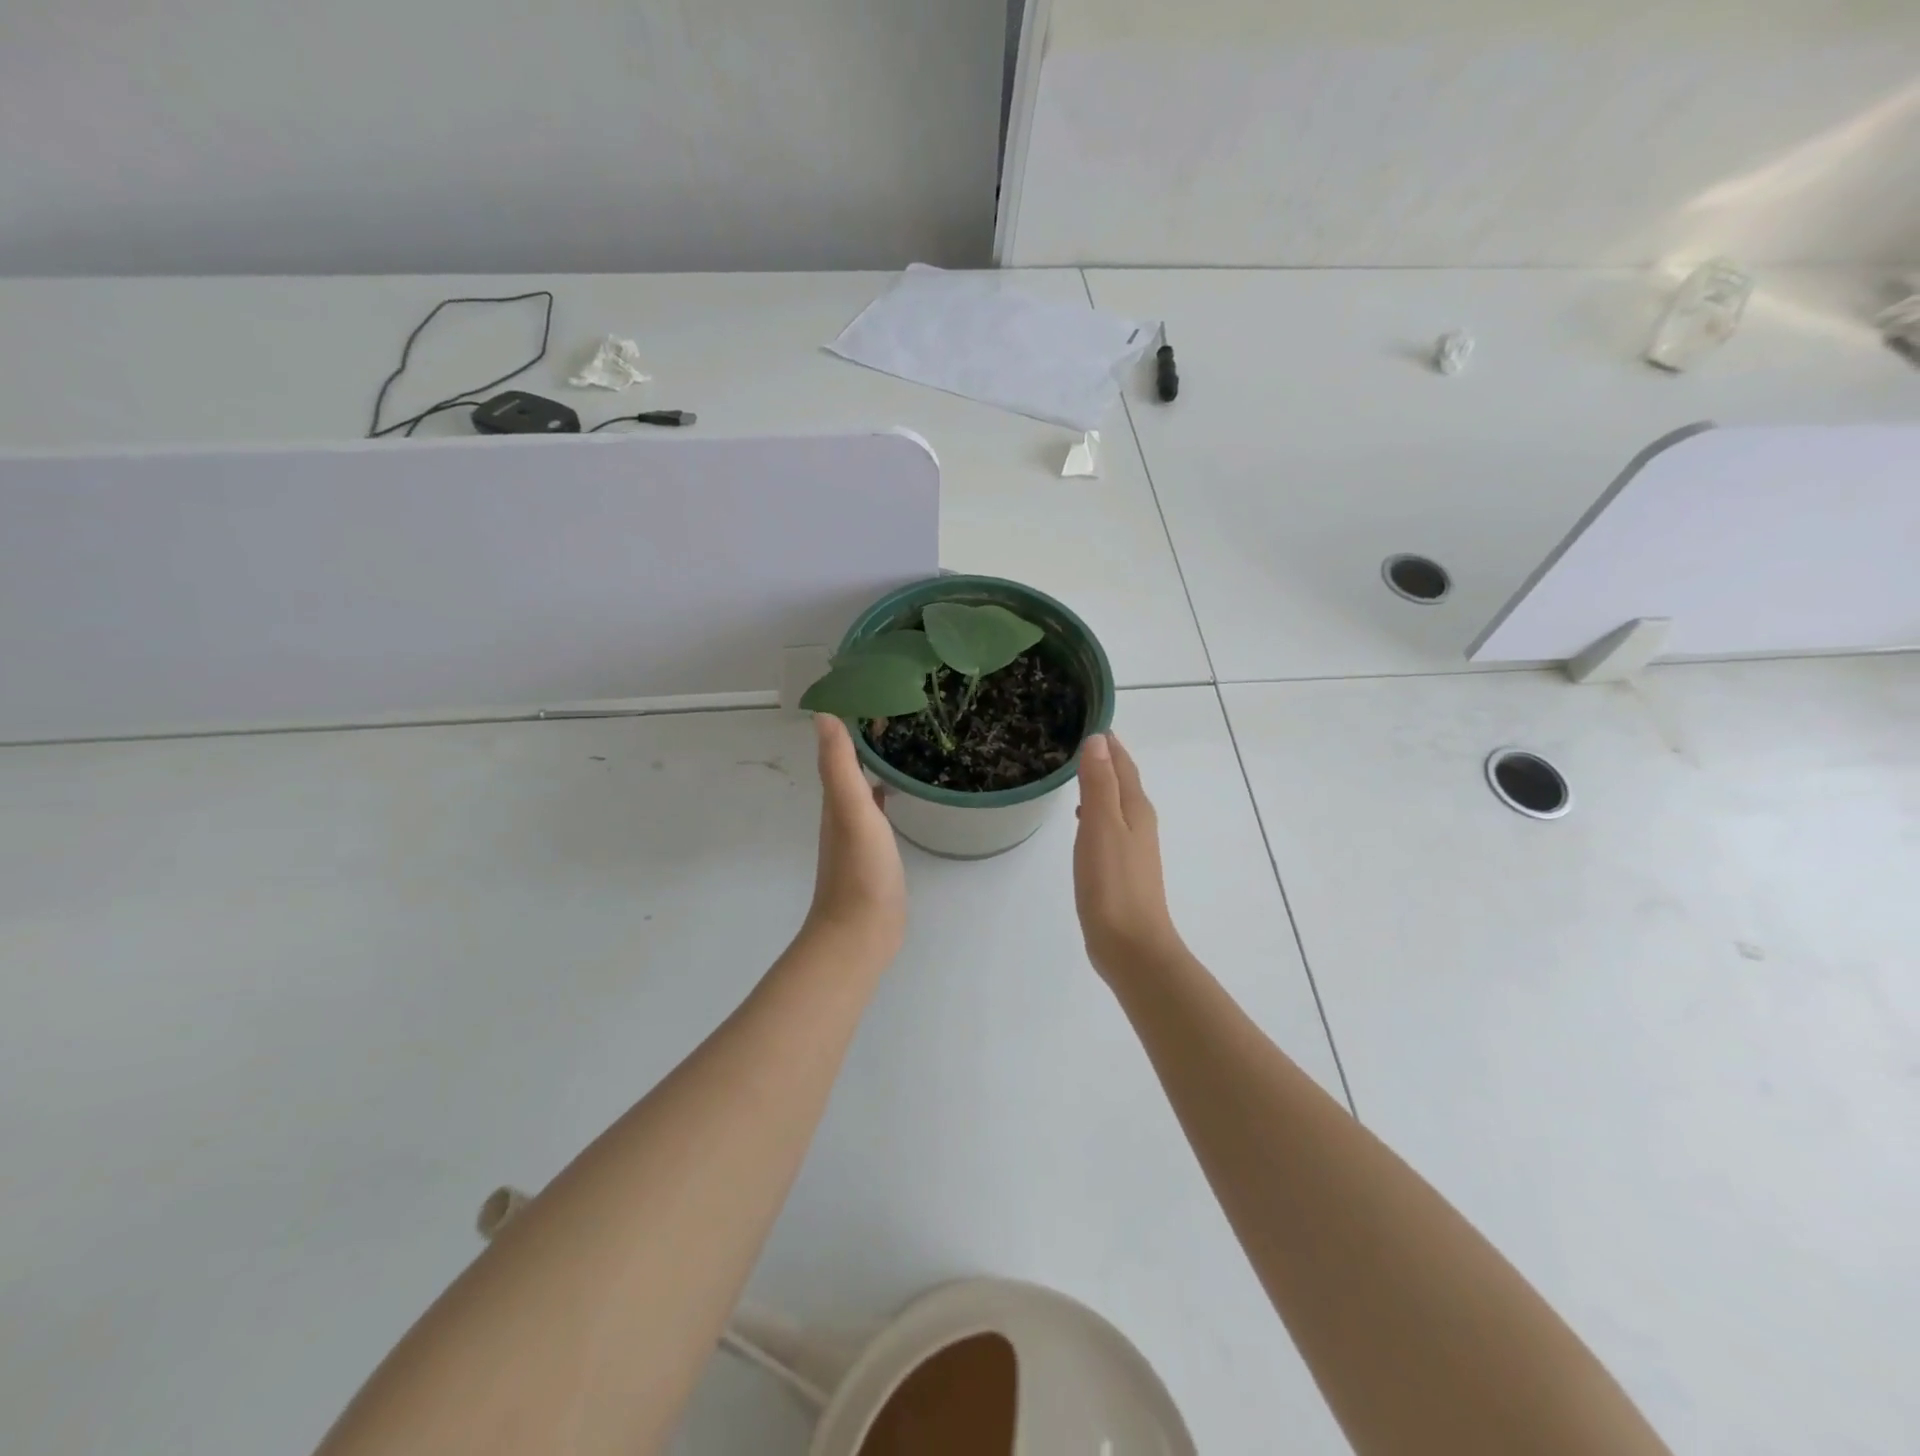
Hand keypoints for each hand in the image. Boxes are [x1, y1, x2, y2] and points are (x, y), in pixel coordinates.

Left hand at [803, 714, 906, 960]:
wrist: (861, 933)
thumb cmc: (860, 871)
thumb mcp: (851, 812)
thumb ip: (839, 765)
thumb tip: (823, 714)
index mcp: (836, 800)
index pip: (841, 750)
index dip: (854, 723)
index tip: (878, 695)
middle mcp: (842, 812)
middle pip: (851, 765)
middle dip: (869, 738)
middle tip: (900, 711)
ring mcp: (858, 835)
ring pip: (864, 787)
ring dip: (877, 764)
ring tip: (904, 742)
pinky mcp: (875, 853)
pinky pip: (878, 812)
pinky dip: (885, 793)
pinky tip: (900, 791)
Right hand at [1074, 733, 1184, 982]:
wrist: (1131, 945)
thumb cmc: (1112, 883)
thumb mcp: (1101, 826)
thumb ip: (1099, 784)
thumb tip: (1099, 740)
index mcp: (1136, 809)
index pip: (1123, 765)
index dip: (1109, 743)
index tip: (1090, 719)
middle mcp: (1140, 823)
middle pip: (1123, 781)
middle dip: (1104, 760)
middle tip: (1076, 741)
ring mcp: (1133, 848)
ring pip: (1116, 804)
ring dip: (1100, 786)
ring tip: (1076, 773)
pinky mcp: (1122, 869)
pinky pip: (1109, 827)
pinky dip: (1096, 813)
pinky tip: (1082, 820)